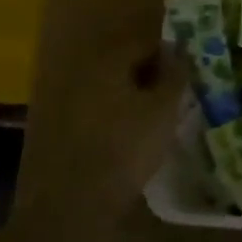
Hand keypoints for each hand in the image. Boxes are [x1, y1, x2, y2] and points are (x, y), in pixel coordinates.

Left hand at [32, 42, 192, 207]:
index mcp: (108, 58)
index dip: (170, 53)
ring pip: (107, 83)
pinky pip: (93, 104)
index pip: (145, 40)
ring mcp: (63, 95)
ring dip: (129, 91)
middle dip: (149, 71)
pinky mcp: (54, 123)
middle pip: (123, 59)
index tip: (186, 71)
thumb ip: (173, 75)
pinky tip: (125, 131)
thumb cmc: (124, 148)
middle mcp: (82, 68)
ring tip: (152, 113)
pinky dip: (111, 110)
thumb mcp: (163, 110)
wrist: (72, 201)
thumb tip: (179, 49)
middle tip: (172, 91)